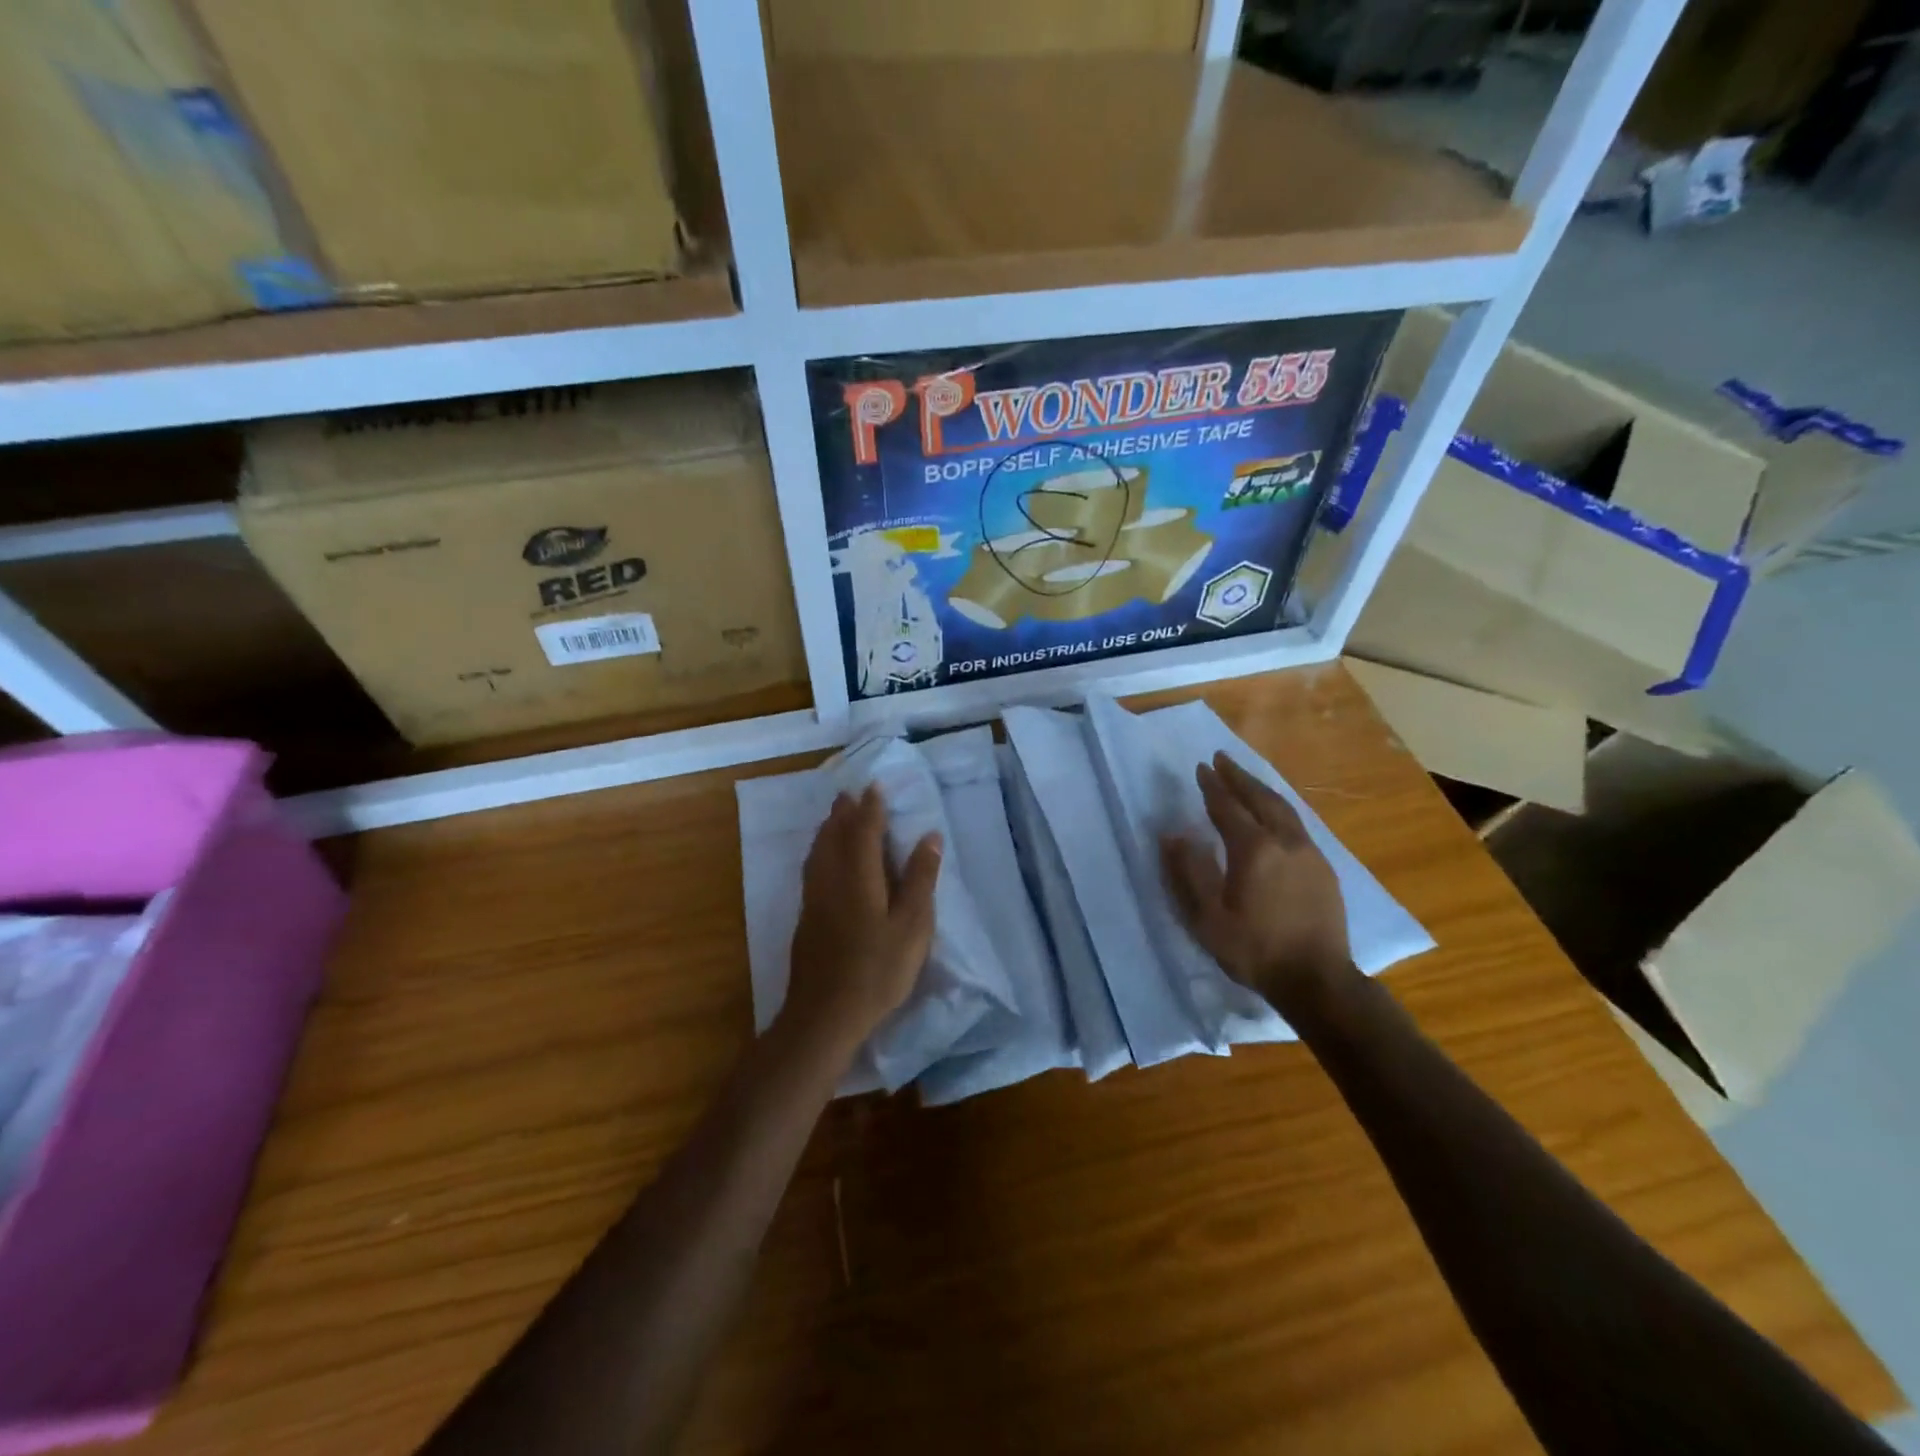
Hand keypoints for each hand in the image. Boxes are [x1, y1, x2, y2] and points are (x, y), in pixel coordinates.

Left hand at [783, 786, 941, 1059]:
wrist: (825, 1015)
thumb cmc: (877, 970)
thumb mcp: (912, 926)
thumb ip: (920, 879)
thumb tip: (930, 835)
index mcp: (859, 876)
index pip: (864, 830)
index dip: (870, 807)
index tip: (875, 786)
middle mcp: (831, 880)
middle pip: (833, 836)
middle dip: (843, 813)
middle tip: (849, 794)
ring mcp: (814, 900)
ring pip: (818, 852)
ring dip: (827, 829)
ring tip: (834, 817)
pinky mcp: (806, 919)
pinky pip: (812, 869)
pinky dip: (819, 851)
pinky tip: (822, 860)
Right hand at [1161, 751, 1355, 1015]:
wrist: (1318, 980)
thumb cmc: (1255, 950)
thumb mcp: (1208, 918)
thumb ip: (1189, 872)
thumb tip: (1174, 835)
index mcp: (1253, 849)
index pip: (1228, 807)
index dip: (1212, 787)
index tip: (1201, 767)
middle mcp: (1284, 841)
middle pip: (1260, 798)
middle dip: (1239, 777)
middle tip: (1222, 759)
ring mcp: (1309, 853)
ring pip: (1283, 808)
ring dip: (1261, 789)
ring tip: (1245, 778)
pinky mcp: (1324, 868)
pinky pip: (1297, 823)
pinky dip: (1279, 807)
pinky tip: (1274, 814)